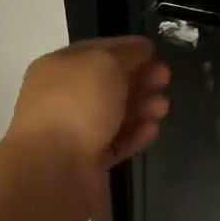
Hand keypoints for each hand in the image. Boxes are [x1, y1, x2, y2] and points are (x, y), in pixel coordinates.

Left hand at [5, 37, 170, 213]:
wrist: (53, 171)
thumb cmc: (77, 105)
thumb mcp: (105, 63)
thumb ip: (127, 53)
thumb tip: (142, 49)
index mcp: (59, 67)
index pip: (97, 50)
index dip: (127, 48)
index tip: (155, 51)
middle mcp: (63, 97)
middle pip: (108, 83)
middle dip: (139, 79)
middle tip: (166, 78)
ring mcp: (74, 131)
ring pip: (114, 113)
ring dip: (141, 107)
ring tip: (163, 107)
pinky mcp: (87, 162)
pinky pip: (115, 142)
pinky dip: (134, 134)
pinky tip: (153, 130)